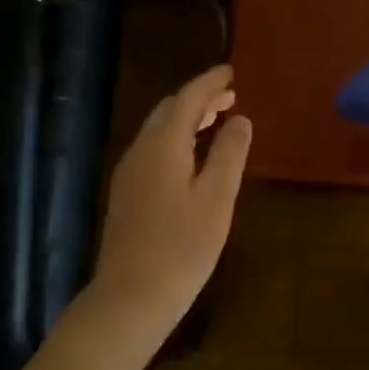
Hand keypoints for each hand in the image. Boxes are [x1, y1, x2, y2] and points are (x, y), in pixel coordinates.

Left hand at [84, 64, 251, 366]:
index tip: (232, 71)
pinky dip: (177, 138)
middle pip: (169, 110)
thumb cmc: (182, 247)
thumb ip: (229, 153)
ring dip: (187, 118)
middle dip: (199, 97)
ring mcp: (129, 173)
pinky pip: (154, 149)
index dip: (210, 82)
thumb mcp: (217, 198)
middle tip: (230, 95)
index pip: (188, 99)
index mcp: (163, 145)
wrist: (130, 298)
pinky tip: (193, 155)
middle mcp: (141, 150)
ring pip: (159, 129)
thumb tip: (240, 119)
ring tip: (217, 118)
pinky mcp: (128, 194)